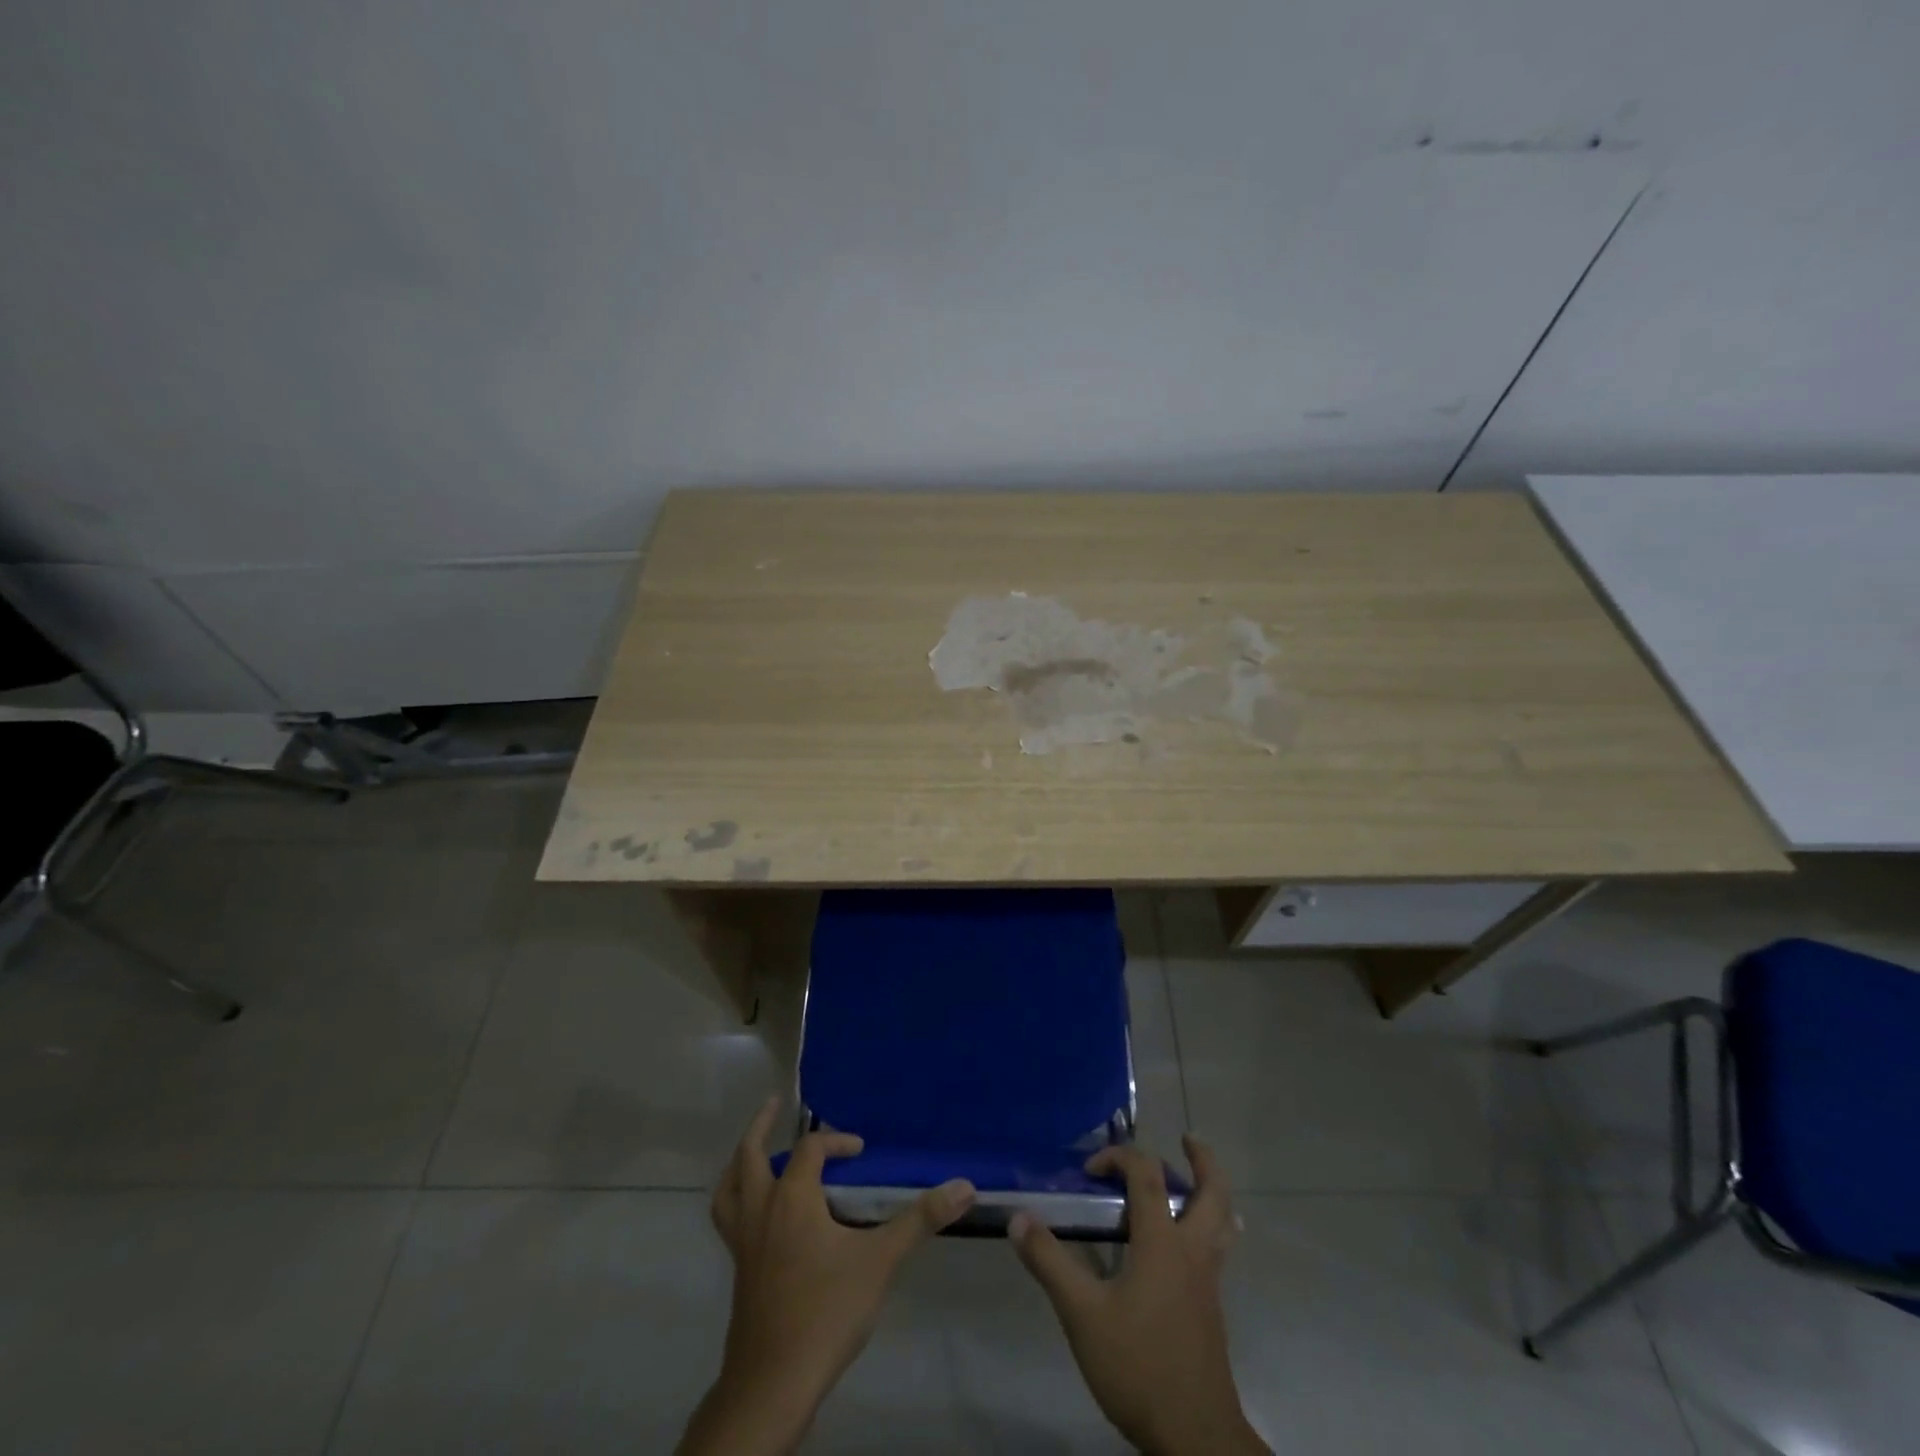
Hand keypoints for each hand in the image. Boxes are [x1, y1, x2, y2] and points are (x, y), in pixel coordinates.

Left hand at [677, 1097, 975, 1455]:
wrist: (774, 1382)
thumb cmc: (827, 1311)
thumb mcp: (880, 1261)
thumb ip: (920, 1220)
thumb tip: (964, 1186)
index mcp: (792, 1198)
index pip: (811, 1148)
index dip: (836, 1140)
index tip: (860, 1151)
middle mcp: (761, 1210)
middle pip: (750, 1155)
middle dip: (762, 1126)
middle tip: (775, 1104)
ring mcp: (743, 1241)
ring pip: (729, 1187)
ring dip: (740, 1162)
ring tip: (751, 1151)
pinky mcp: (738, 1269)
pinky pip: (729, 1218)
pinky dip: (737, 1200)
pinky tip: (758, 1213)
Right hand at [1011, 1136, 1266, 1455]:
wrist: (1196, 1437)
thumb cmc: (1138, 1366)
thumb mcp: (1082, 1315)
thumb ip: (1050, 1263)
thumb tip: (1018, 1217)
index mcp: (1163, 1242)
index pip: (1146, 1175)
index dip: (1118, 1157)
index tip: (1089, 1169)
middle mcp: (1192, 1251)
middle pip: (1212, 1192)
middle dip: (1202, 1160)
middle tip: (1187, 1139)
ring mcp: (1208, 1281)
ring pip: (1223, 1221)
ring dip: (1212, 1191)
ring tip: (1196, 1179)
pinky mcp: (1211, 1308)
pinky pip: (1219, 1249)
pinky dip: (1211, 1226)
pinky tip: (1189, 1244)